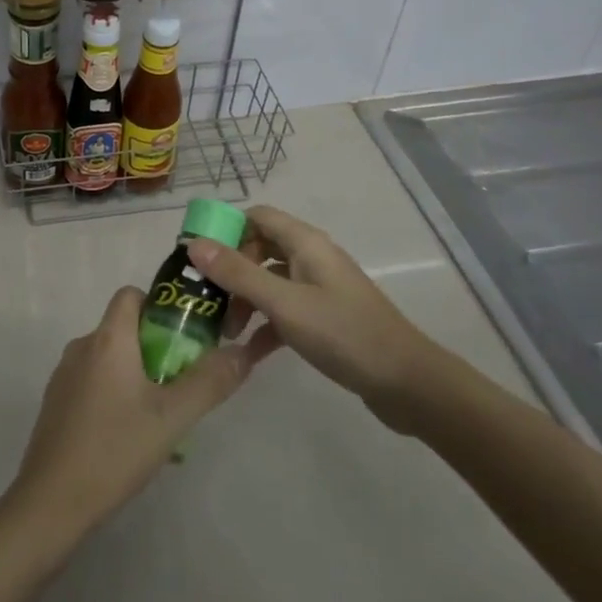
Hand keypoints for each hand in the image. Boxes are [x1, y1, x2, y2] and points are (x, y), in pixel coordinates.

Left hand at [3, 286, 276, 542]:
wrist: (50, 503)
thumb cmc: (114, 450)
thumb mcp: (172, 418)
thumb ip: (210, 382)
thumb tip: (243, 351)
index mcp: (107, 339)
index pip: (131, 294)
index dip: (159, 306)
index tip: (185, 337)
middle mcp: (82, 347)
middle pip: (123, 329)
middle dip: (156, 348)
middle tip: (183, 384)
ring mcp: (64, 376)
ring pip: (110, 360)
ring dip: (137, 376)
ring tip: (162, 418)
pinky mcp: (56, 404)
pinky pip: (93, 385)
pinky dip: (115, 396)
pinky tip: (130, 438)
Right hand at [186, 205, 447, 432]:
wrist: (408, 383)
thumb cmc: (343, 334)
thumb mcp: (284, 304)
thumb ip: (238, 274)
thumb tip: (193, 244)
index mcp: (305, 243)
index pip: (256, 217)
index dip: (226, 230)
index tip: (198, 258)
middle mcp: (312, 258)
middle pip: (259, 248)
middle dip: (231, 271)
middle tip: (208, 300)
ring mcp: (320, 288)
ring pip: (270, 281)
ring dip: (245, 300)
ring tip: (225, 331)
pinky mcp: (326, 318)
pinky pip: (285, 310)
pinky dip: (265, 324)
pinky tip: (249, 352)